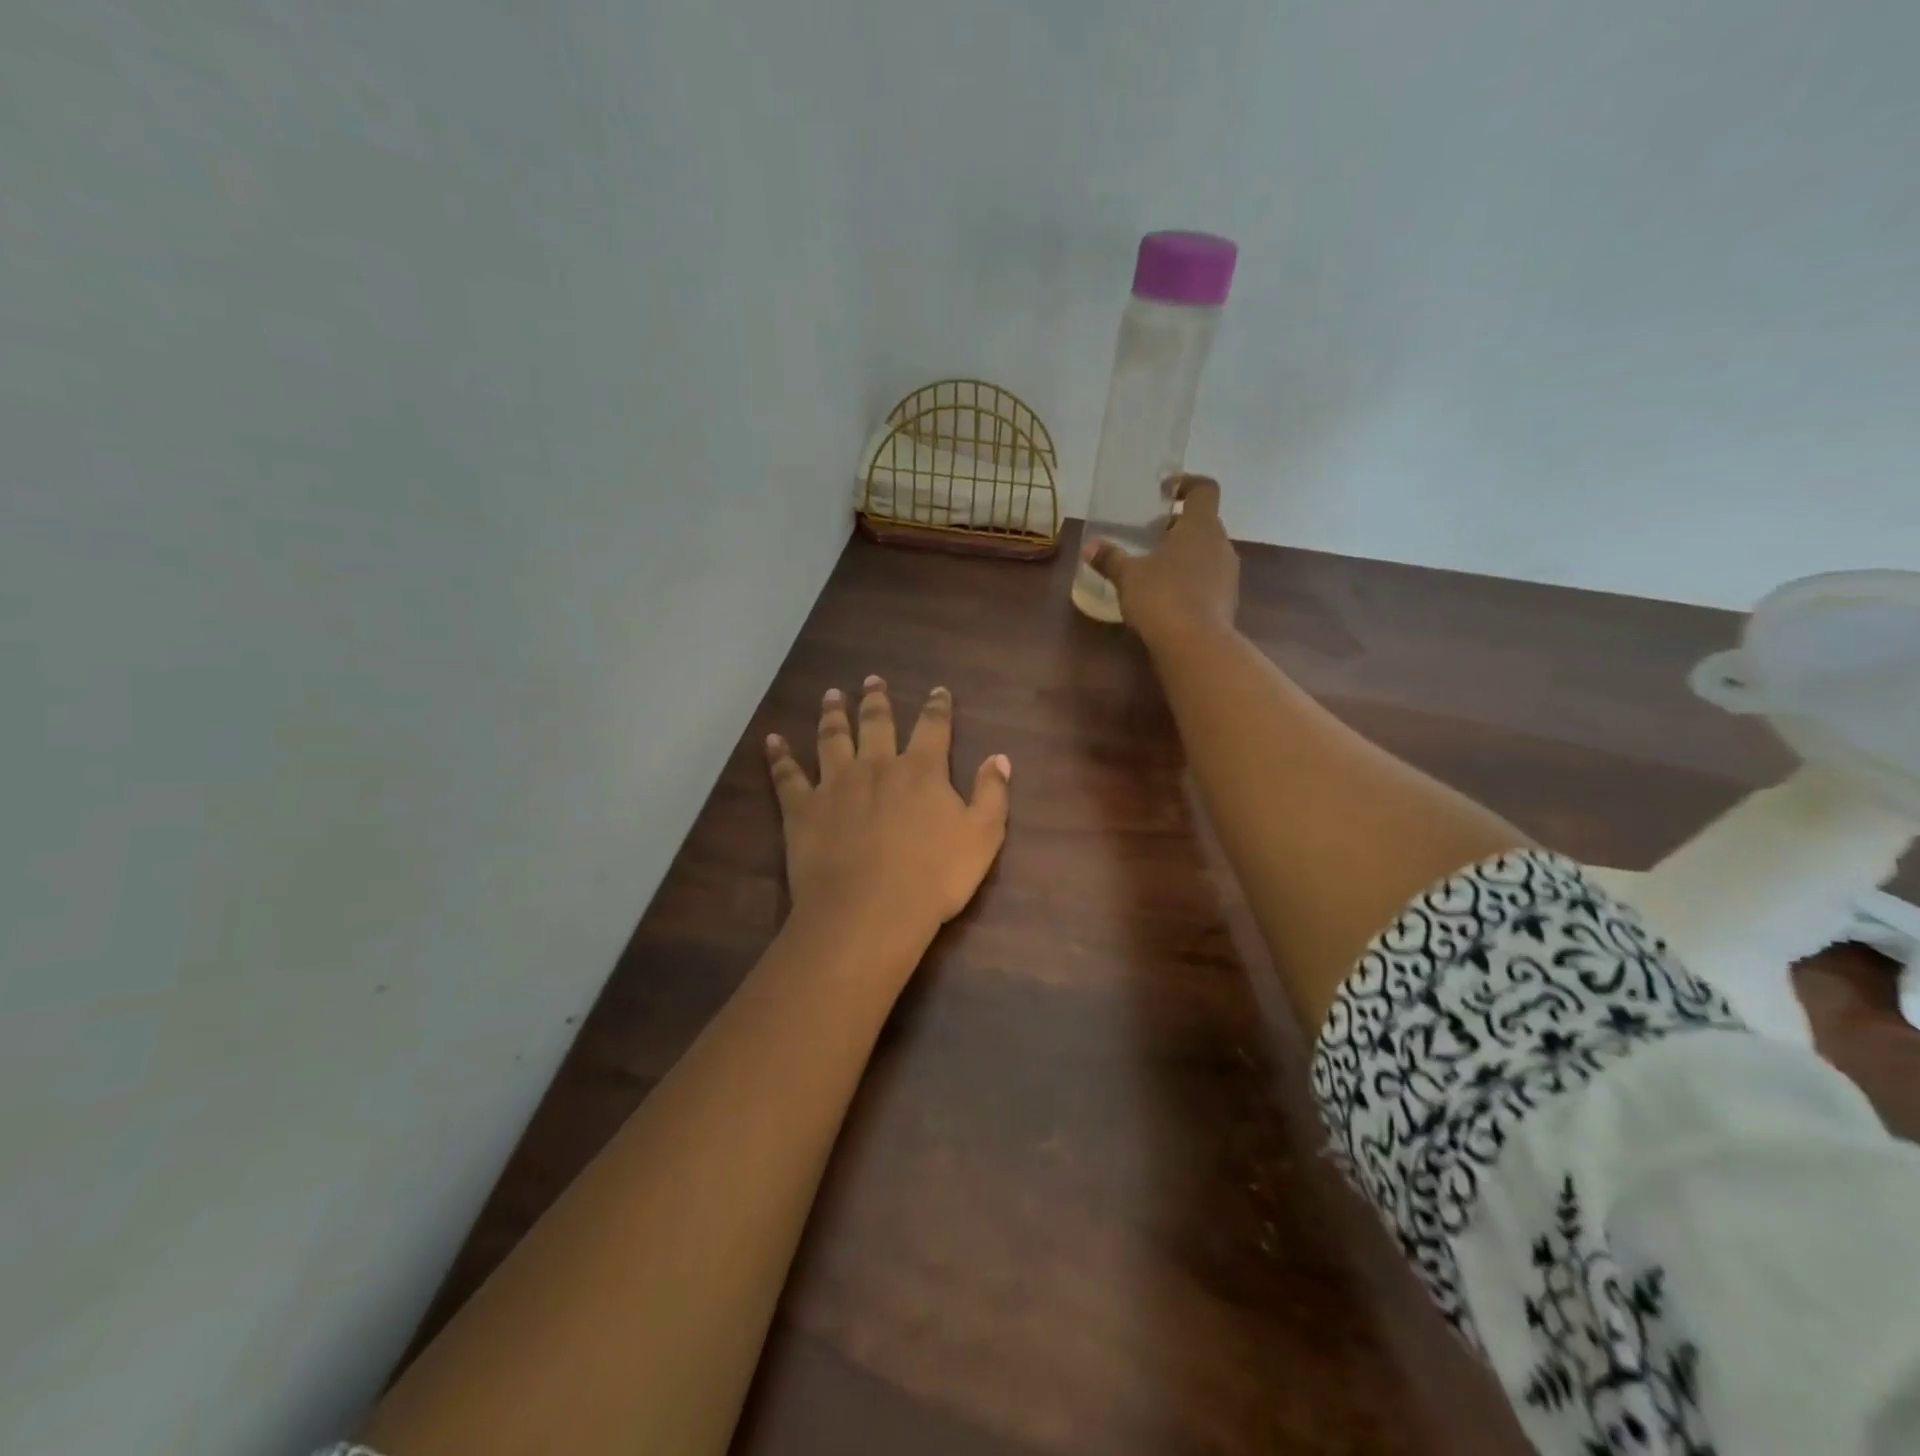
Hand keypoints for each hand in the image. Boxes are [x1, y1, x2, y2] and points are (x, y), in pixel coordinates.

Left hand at [765, 678, 1010, 946]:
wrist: (870, 910)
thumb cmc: (934, 877)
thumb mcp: (983, 836)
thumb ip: (992, 793)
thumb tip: (999, 757)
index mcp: (921, 770)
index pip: (933, 727)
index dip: (938, 707)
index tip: (938, 690)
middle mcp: (876, 766)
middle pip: (876, 723)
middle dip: (876, 700)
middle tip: (872, 680)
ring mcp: (835, 784)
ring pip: (832, 738)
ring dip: (832, 715)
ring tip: (831, 695)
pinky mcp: (803, 809)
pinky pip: (788, 776)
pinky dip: (779, 756)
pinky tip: (772, 740)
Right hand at [1084, 474, 1238, 643]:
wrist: (1196, 645)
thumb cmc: (1162, 597)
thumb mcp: (1128, 576)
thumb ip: (1110, 558)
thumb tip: (1090, 546)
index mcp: (1200, 526)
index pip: (1204, 489)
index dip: (1186, 484)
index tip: (1164, 491)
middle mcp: (1220, 544)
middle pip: (1202, 522)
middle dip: (1176, 525)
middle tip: (1148, 535)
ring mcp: (1228, 573)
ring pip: (1205, 551)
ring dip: (1183, 553)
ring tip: (1154, 568)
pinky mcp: (1227, 600)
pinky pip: (1208, 578)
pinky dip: (1189, 578)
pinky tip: (1166, 596)